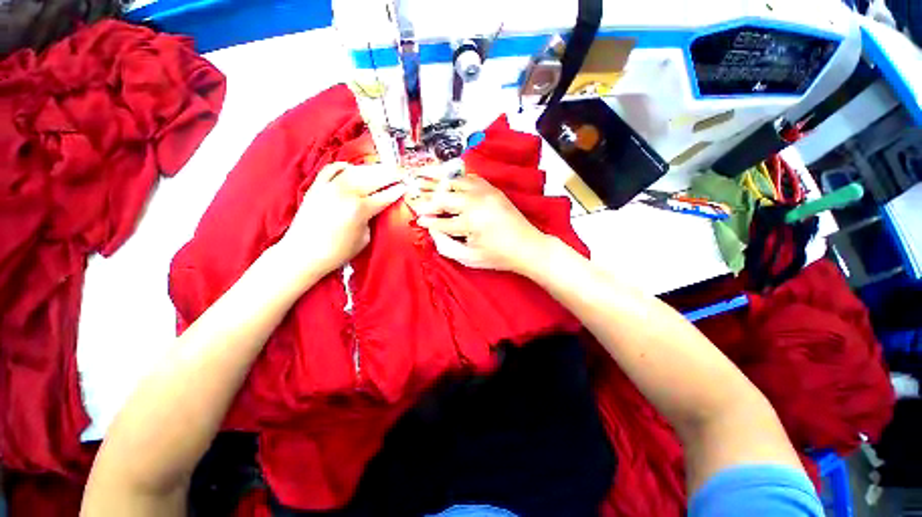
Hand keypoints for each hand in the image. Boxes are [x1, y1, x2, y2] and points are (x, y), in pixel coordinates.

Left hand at [277, 162, 405, 279]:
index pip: (385, 196)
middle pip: (374, 179)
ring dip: (371, 169)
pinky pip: (331, 170)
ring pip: (355, 171)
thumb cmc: (338, 252)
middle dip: (390, 175)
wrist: (303, 253)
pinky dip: (343, 166)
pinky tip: (351, 167)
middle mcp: (346, 193)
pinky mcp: (316, 187)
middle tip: (400, 173)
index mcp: (361, 209)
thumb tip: (376, 208)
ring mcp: (329, 187)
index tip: (406, 186)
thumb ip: (372, 219)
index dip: (397, 190)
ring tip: (382, 168)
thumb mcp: (364, 239)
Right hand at [414, 174, 547, 272]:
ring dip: (437, 183)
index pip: (440, 220)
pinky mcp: (492, 189)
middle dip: (426, 198)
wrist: (527, 246)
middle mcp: (476, 202)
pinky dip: (456, 179)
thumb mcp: (469, 258)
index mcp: (470, 221)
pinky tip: (447, 179)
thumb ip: (446, 245)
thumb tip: (432, 230)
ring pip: (454, 183)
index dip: (427, 221)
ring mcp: (485, 192)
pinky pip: (470, 178)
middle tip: (412, 196)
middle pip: (443, 197)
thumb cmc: (498, 256)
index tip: (418, 219)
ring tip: (421, 179)